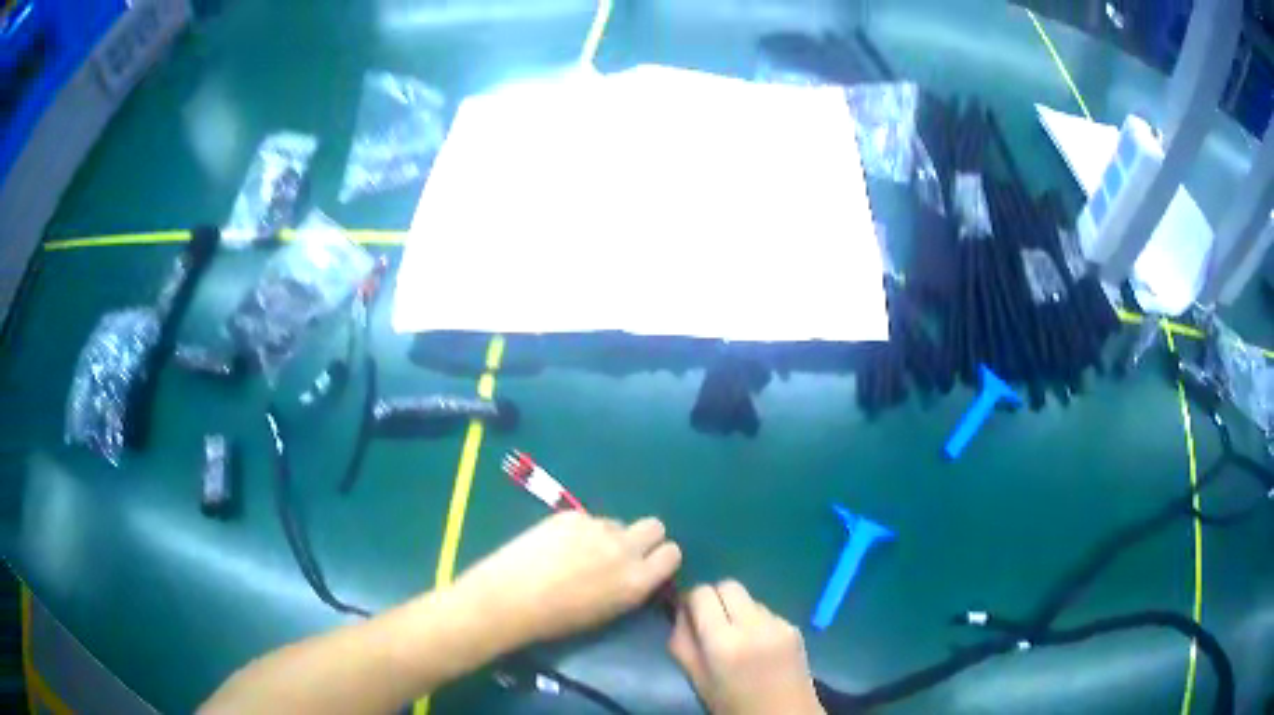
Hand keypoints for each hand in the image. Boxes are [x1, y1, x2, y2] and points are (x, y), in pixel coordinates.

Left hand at [454, 511, 681, 645]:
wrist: (511, 597)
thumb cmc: (557, 619)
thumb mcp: (607, 612)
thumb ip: (629, 588)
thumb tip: (635, 573)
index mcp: (637, 581)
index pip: (672, 554)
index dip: (661, 557)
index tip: (649, 564)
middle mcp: (624, 549)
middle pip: (655, 526)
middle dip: (645, 537)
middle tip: (621, 552)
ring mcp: (597, 527)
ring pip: (617, 523)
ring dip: (608, 535)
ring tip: (578, 553)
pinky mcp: (571, 514)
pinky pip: (588, 519)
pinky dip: (580, 530)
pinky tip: (556, 545)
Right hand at [669, 581, 823, 714]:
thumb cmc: (733, 705)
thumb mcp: (696, 679)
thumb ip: (682, 642)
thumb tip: (680, 612)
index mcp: (723, 642)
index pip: (702, 593)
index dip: (691, 601)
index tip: (689, 617)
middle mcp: (753, 625)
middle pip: (728, 585)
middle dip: (714, 598)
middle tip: (710, 623)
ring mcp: (778, 623)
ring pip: (749, 598)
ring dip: (737, 610)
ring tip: (736, 638)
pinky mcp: (794, 627)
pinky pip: (767, 612)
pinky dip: (756, 621)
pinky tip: (757, 646)